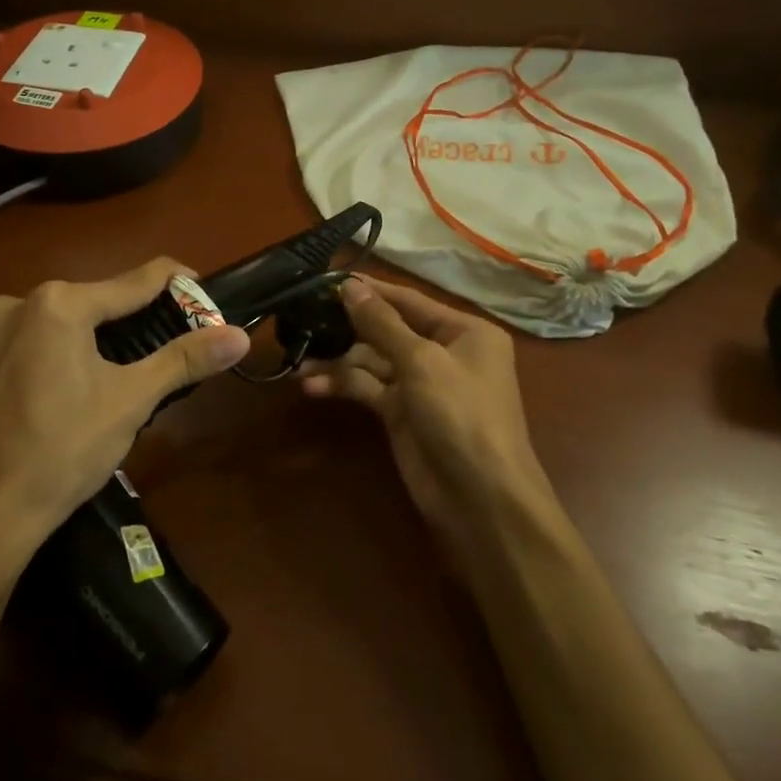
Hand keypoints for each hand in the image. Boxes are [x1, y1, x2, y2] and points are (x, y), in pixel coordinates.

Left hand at [0, 259, 249, 574]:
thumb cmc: (62, 453)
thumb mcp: (131, 403)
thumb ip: (184, 359)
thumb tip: (240, 335)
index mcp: (59, 304)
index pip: (134, 282)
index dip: (173, 284)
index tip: (196, 291)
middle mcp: (8, 304)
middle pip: (80, 307)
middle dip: (110, 329)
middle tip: (129, 368)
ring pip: (34, 330)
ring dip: (58, 348)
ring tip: (70, 395)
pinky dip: (15, 369)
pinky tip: (20, 407)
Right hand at [298, 277, 547, 558]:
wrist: (481, 500)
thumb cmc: (462, 415)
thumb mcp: (422, 362)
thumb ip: (381, 323)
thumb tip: (349, 286)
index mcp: (464, 331)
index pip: (409, 300)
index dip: (370, 291)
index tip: (328, 280)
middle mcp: (444, 352)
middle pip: (387, 329)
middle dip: (348, 327)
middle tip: (303, 318)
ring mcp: (422, 384)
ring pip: (372, 361)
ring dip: (338, 361)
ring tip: (299, 362)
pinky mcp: (402, 413)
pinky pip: (368, 388)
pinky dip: (343, 386)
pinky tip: (312, 386)